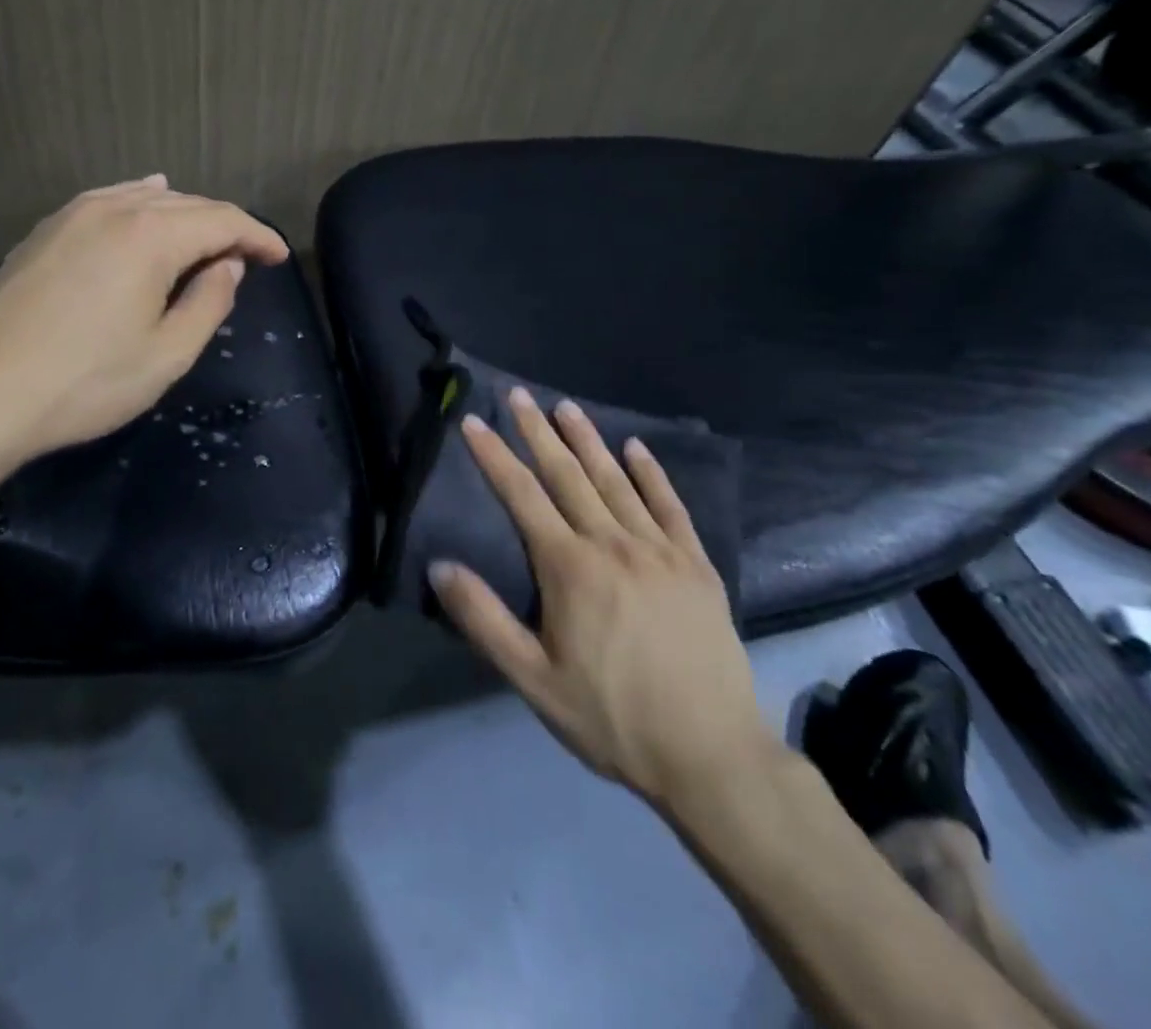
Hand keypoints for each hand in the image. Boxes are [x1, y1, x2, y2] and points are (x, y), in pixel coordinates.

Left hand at [0, 175, 288, 467]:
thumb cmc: (86, 383)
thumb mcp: (167, 354)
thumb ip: (209, 302)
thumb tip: (228, 266)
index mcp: (150, 235)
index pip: (223, 221)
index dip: (258, 237)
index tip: (280, 257)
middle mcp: (113, 209)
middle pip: (187, 204)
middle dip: (226, 226)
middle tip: (250, 256)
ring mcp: (72, 216)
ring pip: (146, 199)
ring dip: (185, 216)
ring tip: (208, 239)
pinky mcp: (44, 232)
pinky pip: (108, 202)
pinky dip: (140, 203)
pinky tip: (147, 202)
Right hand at [429, 388, 781, 808]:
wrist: (711, 756)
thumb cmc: (611, 718)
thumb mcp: (533, 679)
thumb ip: (483, 618)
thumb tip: (439, 564)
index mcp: (569, 568)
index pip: (522, 496)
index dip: (494, 456)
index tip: (473, 421)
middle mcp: (612, 543)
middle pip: (568, 475)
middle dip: (538, 432)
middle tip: (519, 395)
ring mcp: (659, 550)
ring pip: (616, 481)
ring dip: (588, 440)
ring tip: (567, 406)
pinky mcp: (696, 565)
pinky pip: (670, 506)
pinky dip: (652, 474)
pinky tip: (638, 448)